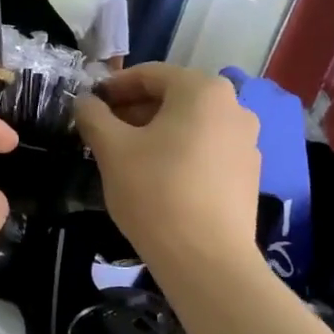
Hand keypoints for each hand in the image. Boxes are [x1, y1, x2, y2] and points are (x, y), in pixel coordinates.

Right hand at [75, 64, 260, 271]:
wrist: (206, 259)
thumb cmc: (155, 191)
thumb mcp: (112, 149)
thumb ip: (93, 116)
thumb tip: (84, 102)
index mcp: (202, 90)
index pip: (149, 74)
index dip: (114, 86)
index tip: (90, 105)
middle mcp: (233, 106)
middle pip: (173, 97)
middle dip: (134, 110)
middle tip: (103, 132)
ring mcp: (246, 141)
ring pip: (190, 124)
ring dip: (155, 132)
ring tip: (126, 156)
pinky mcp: (248, 173)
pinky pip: (206, 149)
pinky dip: (179, 152)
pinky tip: (157, 177)